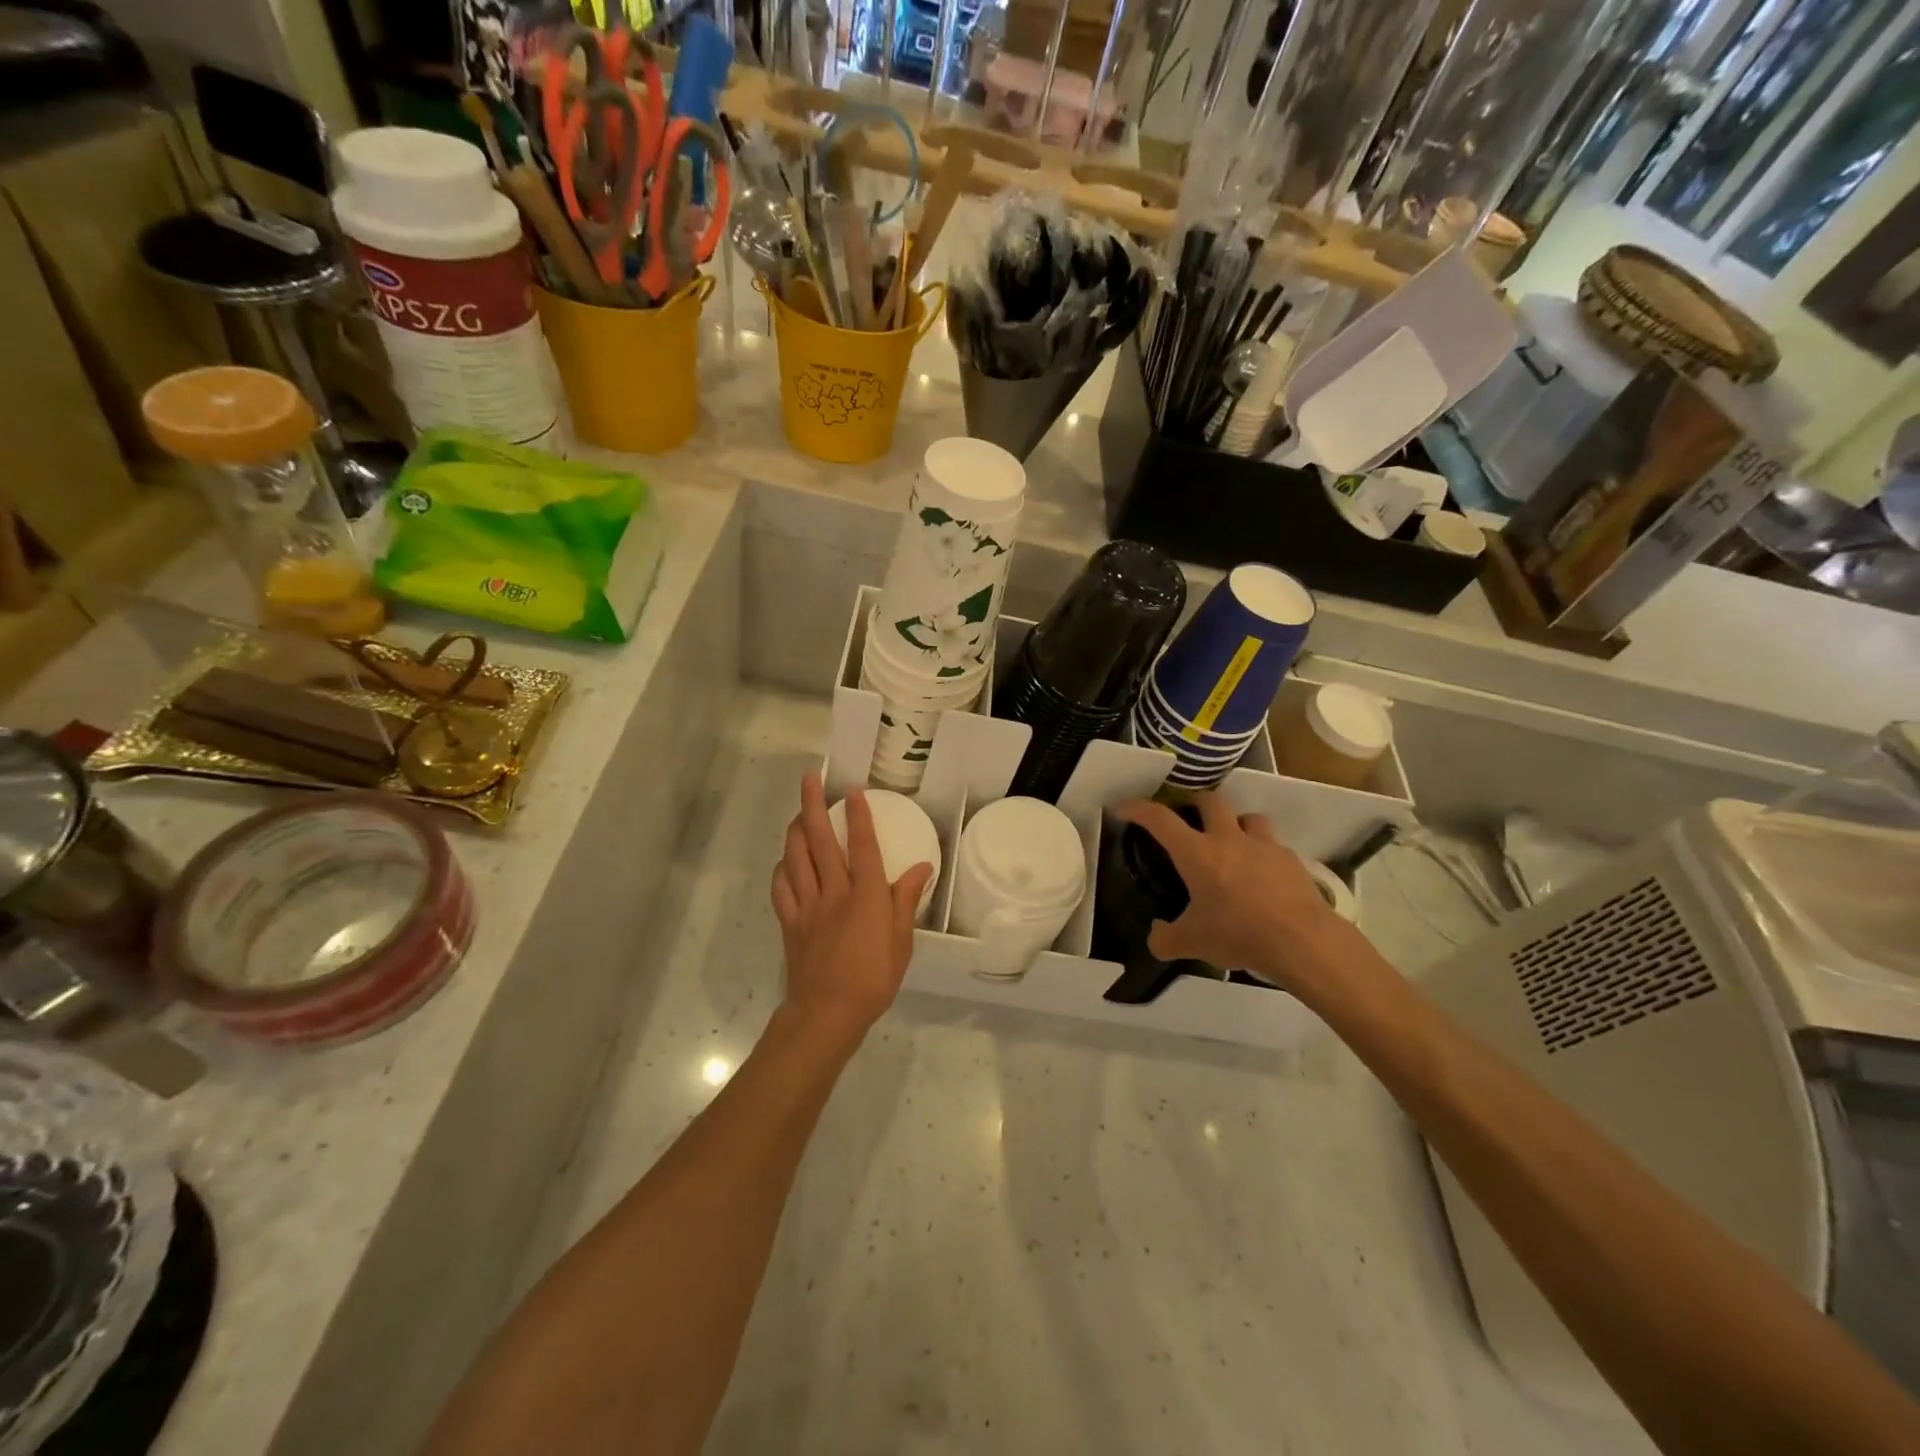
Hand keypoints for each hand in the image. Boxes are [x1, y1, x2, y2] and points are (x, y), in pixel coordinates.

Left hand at [771, 774, 932, 1047]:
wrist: (827, 1013)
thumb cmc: (873, 979)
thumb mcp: (901, 942)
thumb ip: (905, 900)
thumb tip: (921, 866)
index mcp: (865, 896)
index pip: (861, 846)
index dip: (858, 816)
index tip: (852, 790)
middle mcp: (833, 892)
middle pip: (819, 841)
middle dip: (813, 806)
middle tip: (809, 780)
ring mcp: (807, 906)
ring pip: (795, 858)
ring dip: (795, 830)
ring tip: (798, 812)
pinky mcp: (789, 922)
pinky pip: (781, 888)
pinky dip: (782, 869)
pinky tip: (785, 862)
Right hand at [1115, 793, 1356, 995]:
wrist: (1302, 941)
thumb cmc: (1239, 934)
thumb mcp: (1192, 943)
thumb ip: (1166, 938)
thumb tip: (1157, 935)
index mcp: (1197, 853)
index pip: (1160, 819)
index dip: (1138, 809)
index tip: (1125, 808)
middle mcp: (1229, 839)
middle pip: (1211, 800)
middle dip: (1195, 803)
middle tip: (1188, 818)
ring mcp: (1264, 846)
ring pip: (1248, 817)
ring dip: (1236, 823)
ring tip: (1232, 843)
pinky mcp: (1291, 861)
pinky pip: (1273, 847)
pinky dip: (1263, 855)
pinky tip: (1262, 878)